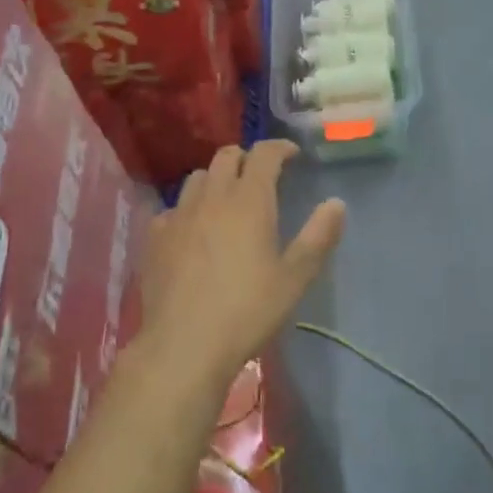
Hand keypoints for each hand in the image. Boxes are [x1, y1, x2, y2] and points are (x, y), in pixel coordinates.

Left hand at [141, 142, 345, 381]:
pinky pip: (173, 208)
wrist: (184, 344)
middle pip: (227, 156)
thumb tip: (336, 203)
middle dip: (247, 158)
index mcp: (249, 201)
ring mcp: (179, 215)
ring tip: (227, 200)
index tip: (292, 155)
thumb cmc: (247, 310)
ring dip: (216, 179)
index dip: (279, 148)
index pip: (264, 154)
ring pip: (198, 178)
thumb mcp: (294, 278)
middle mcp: (212, 197)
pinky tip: (193, 231)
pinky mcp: (155, 237)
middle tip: (261, 176)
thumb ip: (318, 237)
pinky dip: (189, 208)